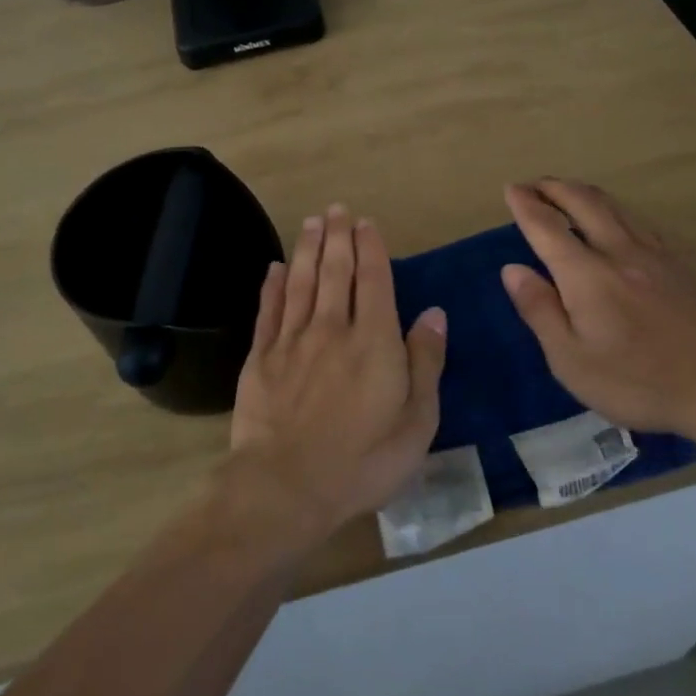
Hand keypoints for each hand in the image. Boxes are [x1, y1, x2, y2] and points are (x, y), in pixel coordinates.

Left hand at [227, 204, 446, 545]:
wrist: (287, 486)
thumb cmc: (363, 460)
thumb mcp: (417, 421)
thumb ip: (426, 362)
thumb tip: (434, 313)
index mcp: (374, 341)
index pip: (374, 281)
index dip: (371, 248)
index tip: (367, 223)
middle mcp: (332, 328)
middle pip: (336, 272)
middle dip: (339, 237)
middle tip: (337, 209)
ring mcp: (292, 341)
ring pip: (302, 282)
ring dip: (308, 249)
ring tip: (311, 222)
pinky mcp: (261, 358)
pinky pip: (269, 311)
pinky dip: (273, 286)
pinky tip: (276, 267)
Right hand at [500, 179, 695, 439]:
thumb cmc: (638, 382)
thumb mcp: (571, 360)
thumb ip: (540, 310)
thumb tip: (512, 269)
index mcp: (586, 275)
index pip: (547, 228)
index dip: (526, 205)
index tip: (511, 188)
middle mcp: (619, 252)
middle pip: (584, 203)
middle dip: (554, 188)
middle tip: (533, 184)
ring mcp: (653, 256)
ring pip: (614, 207)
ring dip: (583, 192)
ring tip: (566, 191)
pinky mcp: (678, 266)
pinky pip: (638, 221)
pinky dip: (615, 209)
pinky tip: (616, 219)